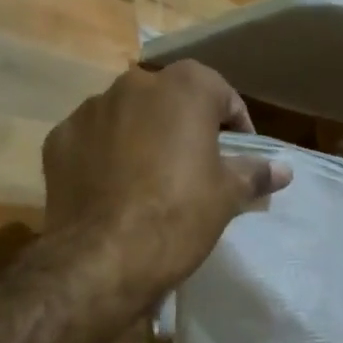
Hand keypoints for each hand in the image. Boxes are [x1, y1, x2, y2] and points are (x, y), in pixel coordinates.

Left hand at [43, 62, 292, 294]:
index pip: (221, 94)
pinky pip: (92, 139)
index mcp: (184, 87)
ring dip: (142, 136)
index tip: (238, 156)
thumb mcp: (227, 196)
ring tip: (149, 179)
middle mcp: (134, 85)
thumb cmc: (179, 215)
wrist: (103, 258)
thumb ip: (255, 172)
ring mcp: (91, 110)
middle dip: (184, 126)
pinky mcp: (59, 138)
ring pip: (128, 116)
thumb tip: (283, 169)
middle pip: (170, 100)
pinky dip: (104, 154)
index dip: (235, 125)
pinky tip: (112, 189)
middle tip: (194, 166)